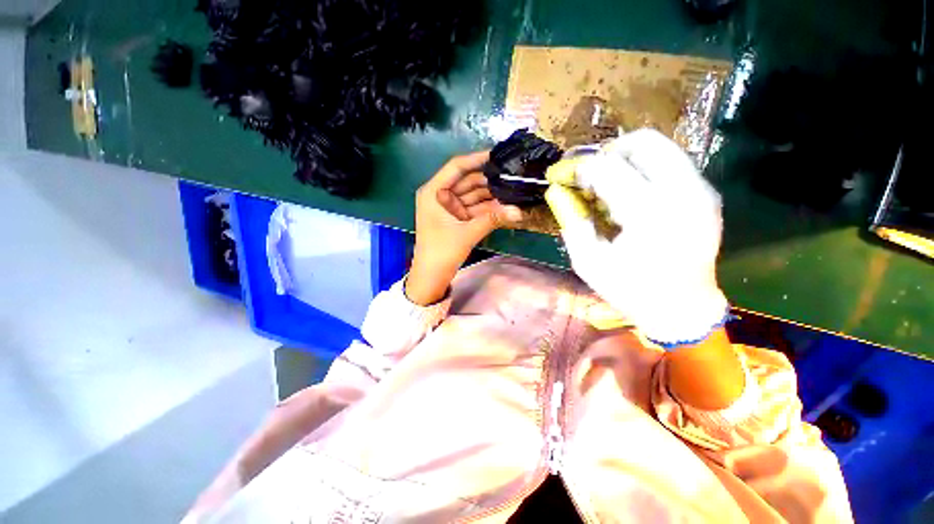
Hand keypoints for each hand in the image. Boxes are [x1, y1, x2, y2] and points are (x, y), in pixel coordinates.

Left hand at [406, 151, 522, 304]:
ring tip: (513, 190)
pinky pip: (473, 208)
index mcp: (434, 192)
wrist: (431, 276)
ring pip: (473, 196)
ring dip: (491, 196)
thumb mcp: (467, 233)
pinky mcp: (456, 219)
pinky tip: (504, 205)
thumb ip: (493, 219)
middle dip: (489, 181)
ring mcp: (449, 208)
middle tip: (512, 176)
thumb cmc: (441, 251)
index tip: (497, 155)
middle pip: (467, 182)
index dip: (476, 159)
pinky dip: (487, 209)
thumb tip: (519, 211)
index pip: (456, 167)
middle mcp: (440, 195)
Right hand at [549, 129, 727, 344]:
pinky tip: (627, 193)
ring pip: (659, 146)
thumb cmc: (631, 290)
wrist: (683, 309)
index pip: (606, 169)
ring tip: (604, 184)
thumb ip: (571, 221)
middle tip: (586, 176)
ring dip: (623, 158)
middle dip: (604, 152)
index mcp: (650, 214)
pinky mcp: (706, 193)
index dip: (575, 168)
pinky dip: (641, 168)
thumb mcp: (588, 261)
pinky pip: (669, 162)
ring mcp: (701, 190)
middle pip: (641, 142)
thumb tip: (555, 190)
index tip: (558, 176)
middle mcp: (683, 192)